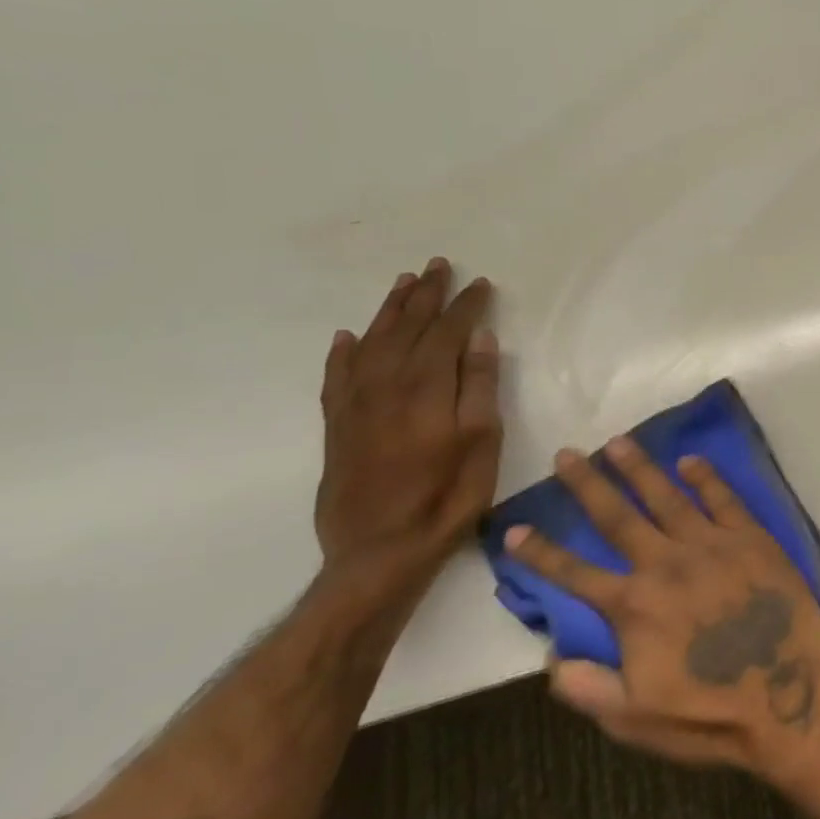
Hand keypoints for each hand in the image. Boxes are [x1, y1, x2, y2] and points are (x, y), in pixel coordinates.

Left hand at [316, 259, 501, 602]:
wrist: (378, 552)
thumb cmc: (446, 498)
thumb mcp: (482, 444)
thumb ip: (480, 388)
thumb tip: (479, 339)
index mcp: (426, 389)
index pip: (448, 333)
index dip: (466, 306)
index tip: (481, 283)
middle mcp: (385, 386)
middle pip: (407, 329)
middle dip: (425, 295)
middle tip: (438, 266)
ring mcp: (355, 405)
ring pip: (371, 343)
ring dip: (389, 311)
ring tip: (403, 284)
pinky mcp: (337, 426)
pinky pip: (337, 376)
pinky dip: (343, 352)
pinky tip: (347, 337)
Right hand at [503, 437, 819, 774]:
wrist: (789, 697)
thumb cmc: (708, 715)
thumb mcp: (633, 719)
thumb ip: (586, 687)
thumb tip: (550, 657)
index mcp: (634, 606)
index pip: (574, 573)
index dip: (540, 552)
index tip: (514, 527)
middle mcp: (666, 564)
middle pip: (617, 517)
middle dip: (587, 484)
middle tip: (566, 453)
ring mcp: (711, 545)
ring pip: (667, 496)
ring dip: (639, 468)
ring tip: (617, 441)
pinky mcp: (751, 538)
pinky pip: (723, 499)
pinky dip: (705, 477)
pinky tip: (690, 460)